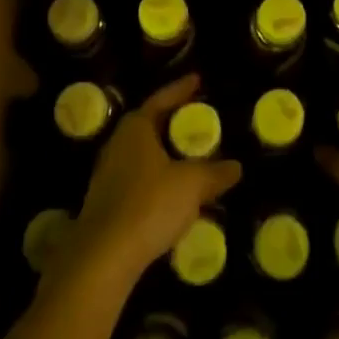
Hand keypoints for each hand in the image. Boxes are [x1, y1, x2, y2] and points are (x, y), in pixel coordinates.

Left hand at [65, 74, 241, 285]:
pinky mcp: (106, 203)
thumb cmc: (149, 205)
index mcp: (136, 127)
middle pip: (150, 124)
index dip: (182, 89)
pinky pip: (138, 180)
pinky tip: (172, 195)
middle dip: (173, 123)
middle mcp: (119, 143)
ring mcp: (108, 174)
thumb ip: (215, 173)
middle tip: (197, 119)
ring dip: (165, 155)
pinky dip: (157, 180)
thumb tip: (236, 166)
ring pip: (143, 154)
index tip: (198, 80)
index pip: (162, 98)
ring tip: (189, 158)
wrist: (102, 259)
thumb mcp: (191, 185)